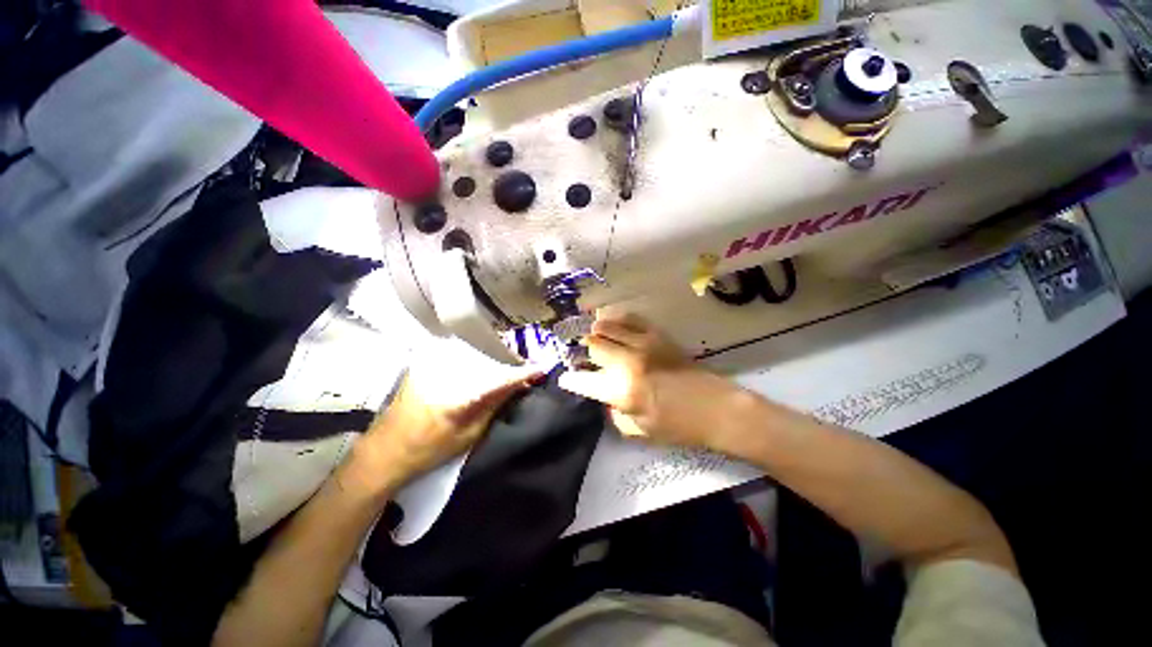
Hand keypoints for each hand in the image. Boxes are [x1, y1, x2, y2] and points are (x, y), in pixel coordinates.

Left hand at [346, 338, 542, 494]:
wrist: (384, 452)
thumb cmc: (428, 450)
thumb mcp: (469, 434)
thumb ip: (494, 405)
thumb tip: (518, 386)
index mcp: (459, 395)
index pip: (500, 379)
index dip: (523, 374)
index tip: (542, 369)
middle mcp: (446, 372)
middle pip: (487, 359)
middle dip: (508, 361)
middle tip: (524, 368)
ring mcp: (432, 365)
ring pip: (473, 355)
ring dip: (492, 359)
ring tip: (506, 366)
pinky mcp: (424, 364)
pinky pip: (458, 357)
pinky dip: (474, 360)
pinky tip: (482, 367)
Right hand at [558, 311, 739, 449]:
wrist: (716, 407)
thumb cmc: (678, 426)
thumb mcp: (640, 431)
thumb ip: (615, 413)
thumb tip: (605, 397)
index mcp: (621, 391)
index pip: (584, 380)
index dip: (571, 379)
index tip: (566, 379)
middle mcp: (627, 362)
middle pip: (593, 345)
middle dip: (584, 351)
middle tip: (585, 358)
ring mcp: (643, 344)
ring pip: (607, 326)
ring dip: (597, 332)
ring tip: (595, 337)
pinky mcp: (657, 335)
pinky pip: (630, 318)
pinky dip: (617, 319)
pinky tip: (612, 323)